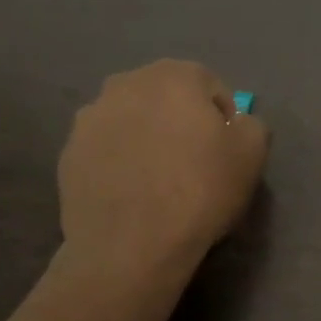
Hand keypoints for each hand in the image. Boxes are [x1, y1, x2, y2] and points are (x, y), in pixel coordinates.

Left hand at [58, 60, 267, 274]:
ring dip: (145, 140)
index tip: (225, 152)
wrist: (130, 245)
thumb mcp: (252, 154)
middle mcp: (125, 83)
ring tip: (157, 182)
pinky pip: (105, 150)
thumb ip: (251, 124)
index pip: (209, 86)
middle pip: (164, 99)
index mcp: (172, 75)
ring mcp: (90, 118)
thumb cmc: (199, 191)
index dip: (223, 119)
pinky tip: (131, 195)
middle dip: (179, 123)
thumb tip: (236, 123)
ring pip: (130, 122)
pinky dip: (118, 163)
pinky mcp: (68, 153)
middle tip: (192, 164)